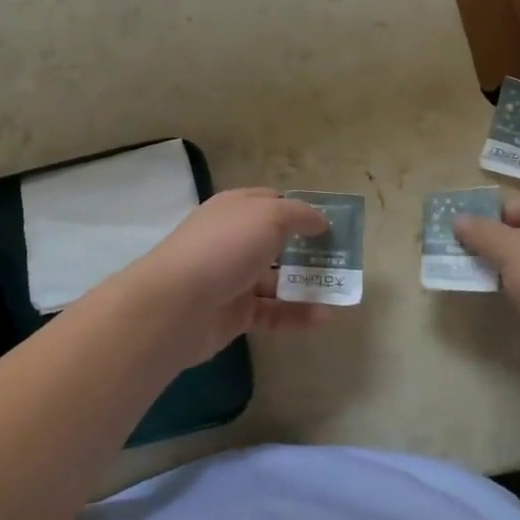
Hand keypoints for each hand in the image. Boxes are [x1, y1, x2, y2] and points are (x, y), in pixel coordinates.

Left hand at [112, 189, 332, 366]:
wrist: (177, 304)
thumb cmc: (225, 247)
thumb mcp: (268, 216)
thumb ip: (299, 215)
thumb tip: (320, 220)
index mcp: (235, 209)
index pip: (271, 202)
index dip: (300, 210)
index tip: (330, 223)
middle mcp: (233, 240)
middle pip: (276, 241)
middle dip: (308, 248)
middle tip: (342, 258)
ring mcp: (233, 278)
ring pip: (277, 279)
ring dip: (308, 284)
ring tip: (342, 290)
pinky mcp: (235, 314)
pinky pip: (274, 313)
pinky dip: (299, 314)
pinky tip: (326, 317)